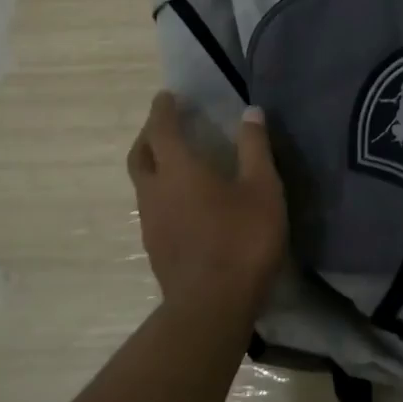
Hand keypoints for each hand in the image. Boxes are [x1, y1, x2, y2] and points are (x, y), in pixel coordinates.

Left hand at [127, 92, 286, 323]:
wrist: (212, 306)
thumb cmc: (242, 240)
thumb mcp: (262, 189)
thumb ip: (255, 148)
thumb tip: (250, 112)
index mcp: (178, 169)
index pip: (162, 128)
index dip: (163, 109)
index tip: (168, 96)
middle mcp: (155, 190)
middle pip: (140, 154)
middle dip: (150, 135)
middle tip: (166, 126)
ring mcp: (150, 222)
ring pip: (142, 183)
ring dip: (153, 165)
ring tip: (175, 162)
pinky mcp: (155, 247)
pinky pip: (150, 207)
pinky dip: (160, 192)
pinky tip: (182, 203)